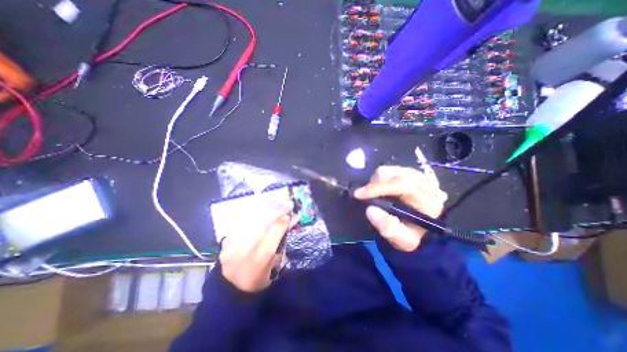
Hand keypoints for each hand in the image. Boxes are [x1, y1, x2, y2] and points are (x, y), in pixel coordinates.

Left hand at [219, 199, 297, 292]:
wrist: (231, 287)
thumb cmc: (259, 278)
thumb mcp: (276, 265)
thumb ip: (282, 242)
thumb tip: (290, 221)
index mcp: (258, 263)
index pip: (272, 237)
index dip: (283, 223)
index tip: (292, 214)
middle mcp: (243, 252)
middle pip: (261, 225)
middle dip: (276, 211)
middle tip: (287, 202)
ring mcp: (232, 245)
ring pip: (251, 221)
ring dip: (266, 207)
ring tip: (277, 199)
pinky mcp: (226, 240)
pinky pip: (242, 221)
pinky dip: (254, 211)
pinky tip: (263, 203)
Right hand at [355, 164, 448, 250]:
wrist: (425, 230)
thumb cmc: (413, 235)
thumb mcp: (403, 240)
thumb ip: (388, 227)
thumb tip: (370, 210)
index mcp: (427, 200)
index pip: (402, 185)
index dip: (378, 188)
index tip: (358, 195)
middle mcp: (424, 183)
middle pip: (393, 174)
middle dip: (374, 184)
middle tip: (364, 196)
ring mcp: (416, 175)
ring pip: (389, 170)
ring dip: (376, 181)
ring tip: (373, 194)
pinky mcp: (409, 172)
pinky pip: (389, 169)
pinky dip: (379, 178)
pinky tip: (380, 189)